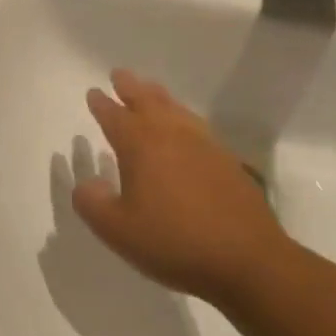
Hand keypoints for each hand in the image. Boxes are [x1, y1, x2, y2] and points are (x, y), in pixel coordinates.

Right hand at [71, 71, 290, 306]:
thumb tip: (87, 184)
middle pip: (148, 101)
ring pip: (176, 110)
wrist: (249, 261)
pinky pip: (198, 126)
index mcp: (140, 146)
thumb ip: (92, 203)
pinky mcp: (228, 162)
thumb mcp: (116, 230)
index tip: (93, 92)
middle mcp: (171, 136)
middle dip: (130, 87)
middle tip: (119, 74)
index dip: (101, 104)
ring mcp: (204, 146)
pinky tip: (186, 127)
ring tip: (150, 90)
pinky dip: (184, 117)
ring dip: (159, 97)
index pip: (114, 116)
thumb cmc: (174, 242)